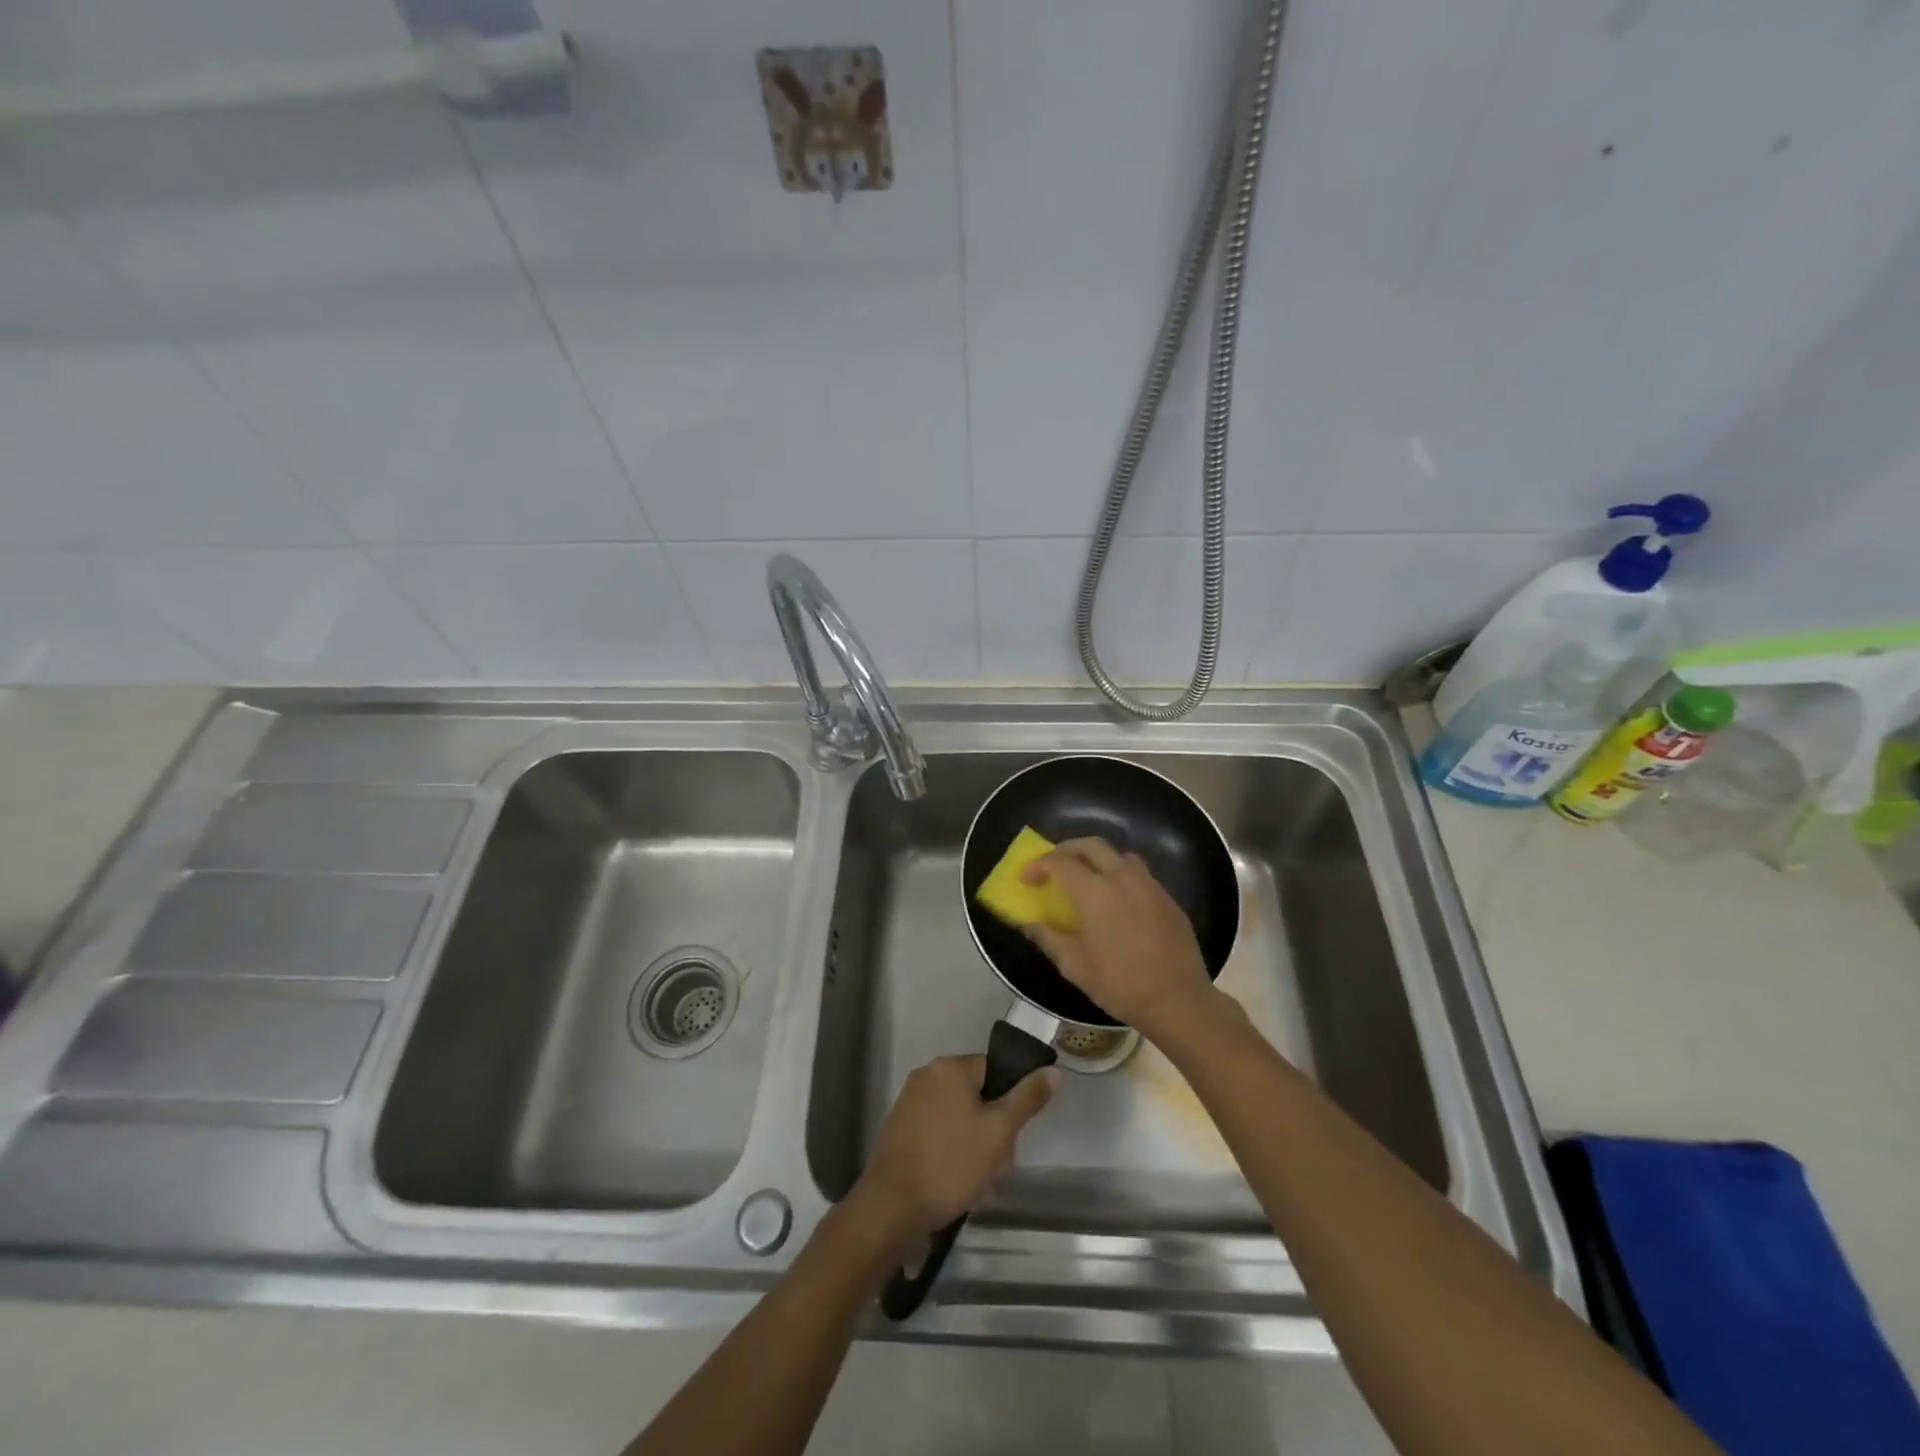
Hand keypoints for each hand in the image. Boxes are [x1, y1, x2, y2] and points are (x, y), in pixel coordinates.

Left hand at [854, 1055, 1056, 1245]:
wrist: (892, 1206)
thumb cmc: (951, 1163)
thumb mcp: (999, 1132)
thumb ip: (1027, 1099)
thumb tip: (1054, 1070)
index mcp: (949, 1067)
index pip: (994, 1070)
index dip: (1009, 1102)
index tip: (1013, 1137)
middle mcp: (926, 1076)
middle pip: (976, 1097)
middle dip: (992, 1133)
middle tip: (999, 1169)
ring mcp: (909, 1103)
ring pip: (958, 1119)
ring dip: (974, 1148)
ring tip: (980, 1187)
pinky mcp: (899, 1130)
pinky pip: (937, 1134)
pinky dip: (951, 1154)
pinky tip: (958, 1187)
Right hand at [1021, 837, 1220, 1037]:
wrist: (1178, 1000)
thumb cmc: (1120, 983)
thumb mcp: (1074, 965)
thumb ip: (1048, 938)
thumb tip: (1028, 924)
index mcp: (1095, 892)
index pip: (1060, 862)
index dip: (1038, 865)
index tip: (1026, 878)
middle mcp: (1122, 878)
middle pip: (1091, 845)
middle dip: (1067, 849)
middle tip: (1054, 866)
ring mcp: (1149, 885)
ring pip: (1120, 855)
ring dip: (1098, 858)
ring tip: (1087, 877)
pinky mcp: (1168, 899)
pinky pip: (1140, 874)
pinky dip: (1121, 875)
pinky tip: (1118, 900)